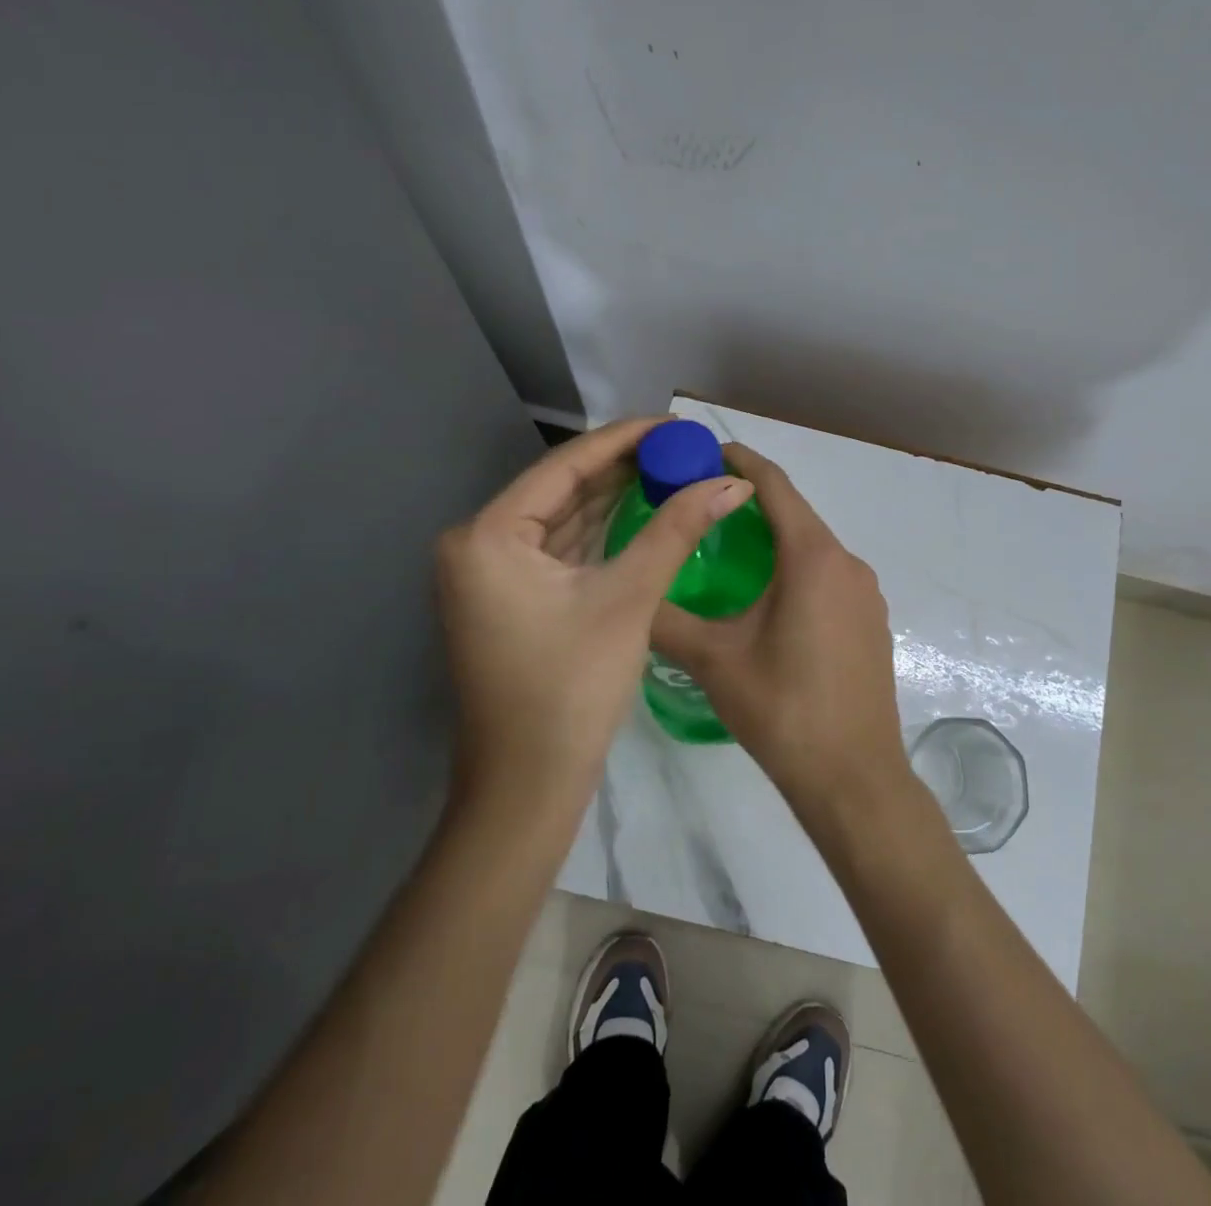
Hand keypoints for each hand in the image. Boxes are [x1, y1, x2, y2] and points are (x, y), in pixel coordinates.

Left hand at [435, 418, 753, 811]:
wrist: (527, 787)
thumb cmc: (571, 688)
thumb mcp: (628, 598)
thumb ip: (676, 529)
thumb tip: (732, 480)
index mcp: (489, 534)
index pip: (565, 465)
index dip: (625, 439)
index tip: (675, 423)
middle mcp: (478, 544)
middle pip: (562, 489)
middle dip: (624, 469)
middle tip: (682, 449)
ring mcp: (491, 574)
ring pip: (563, 520)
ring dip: (615, 499)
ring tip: (672, 471)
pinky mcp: (510, 599)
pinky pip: (560, 550)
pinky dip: (601, 533)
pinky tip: (642, 512)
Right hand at [650, 444, 907, 815]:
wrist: (854, 778)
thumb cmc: (782, 710)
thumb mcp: (713, 660)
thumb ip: (665, 618)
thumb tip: (630, 594)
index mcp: (813, 558)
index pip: (776, 487)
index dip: (742, 462)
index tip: (707, 450)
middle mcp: (847, 563)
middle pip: (796, 515)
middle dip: (751, 502)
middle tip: (701, 504)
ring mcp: (867, 594)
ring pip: (814, 547)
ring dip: (775, 537)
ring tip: (726, 546)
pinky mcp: (871, 622)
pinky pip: (829, 576)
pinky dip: (796, 568)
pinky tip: (767, 595)